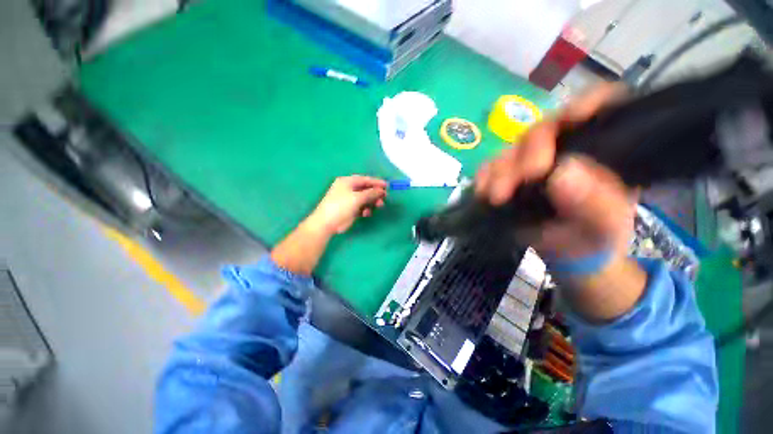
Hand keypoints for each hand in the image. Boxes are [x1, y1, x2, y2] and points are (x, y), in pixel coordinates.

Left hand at [306, 175, 386, 235]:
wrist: (327, 223)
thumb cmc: (341, 206)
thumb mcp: (357, 198)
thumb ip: (371, 193)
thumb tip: (381, 190)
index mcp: (347, 182)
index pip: (365, 179)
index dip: (376, 182)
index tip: (387, 186)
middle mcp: (348, 189)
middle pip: (366, 189)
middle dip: (375, 193)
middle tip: (384, 198)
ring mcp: (349, 200)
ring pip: (365, 199)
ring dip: (372, 202)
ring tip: (378, 206)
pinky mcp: (351, 209)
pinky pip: (362, 207)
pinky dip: (366, 209)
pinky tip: (366, 213)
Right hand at [475, 84, 635, 258]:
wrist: (562, 253)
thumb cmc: (591, 238)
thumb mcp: (604, 227)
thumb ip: (596, 203)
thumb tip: (562, 174)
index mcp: (603, 150)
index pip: (602, 108)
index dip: (589, 103)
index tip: (573, 118)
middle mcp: (565, 147)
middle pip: (545, 129)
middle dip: (532, 150)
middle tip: (527, 176)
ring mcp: (531, 160)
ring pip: (512, 149)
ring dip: (502, 169)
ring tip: (498, 196)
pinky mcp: (507, 174)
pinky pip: (490, 167)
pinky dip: (485, 177)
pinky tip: (483, 191)